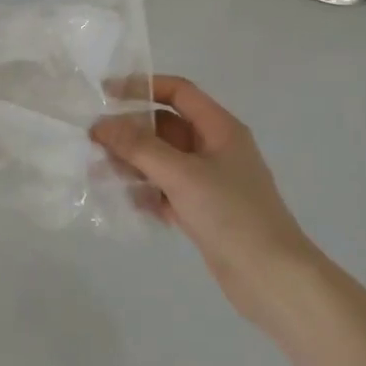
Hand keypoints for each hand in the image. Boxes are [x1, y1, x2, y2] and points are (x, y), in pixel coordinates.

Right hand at [91, 76, 315, 312]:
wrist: (272, 278)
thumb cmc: (231, 214)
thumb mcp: (182, 174)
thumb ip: (139, 147)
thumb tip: (101, 124)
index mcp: (220, 128)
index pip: (178, 92)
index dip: (142, 87)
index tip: (105, 94)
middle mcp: (216, 149)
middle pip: (167, 127)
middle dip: (131, 131)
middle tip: (94, 141)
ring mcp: (210, 182)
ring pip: (164, 161)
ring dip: (133, 162)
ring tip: (98, 171)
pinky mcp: (203, 211)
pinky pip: (167, 190)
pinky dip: (145, 192)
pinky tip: (122, 200)